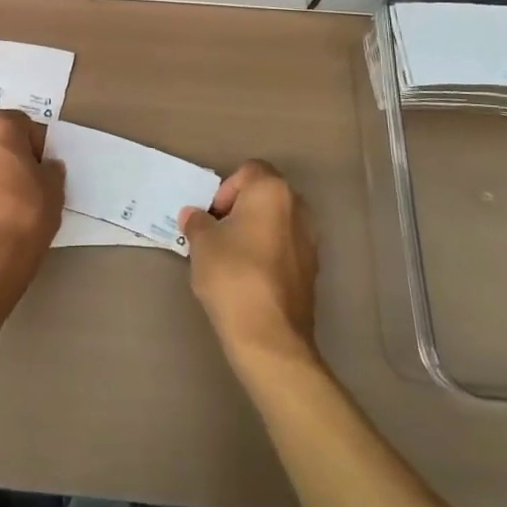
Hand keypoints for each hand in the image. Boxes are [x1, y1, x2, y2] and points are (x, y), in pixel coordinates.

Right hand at [179, 160, 317, 367]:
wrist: (269, 336)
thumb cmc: (232, 275)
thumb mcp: (201, 242)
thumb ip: (197, 221)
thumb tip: (195, 216)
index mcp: (272, 192)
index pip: (249, 171)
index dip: (225, 189)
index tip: (212, 216)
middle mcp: (298, 209)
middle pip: (265, 195)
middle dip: (240, 209)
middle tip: (217, 233)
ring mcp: (310, 241)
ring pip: (276, 223)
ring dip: (254, 232)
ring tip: (230, 257)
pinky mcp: (312, 270)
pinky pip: (285, 248)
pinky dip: (267, 254)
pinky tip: (248, 278)